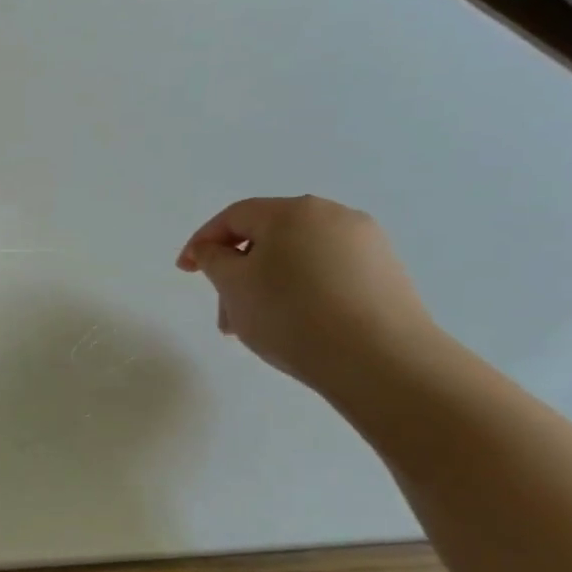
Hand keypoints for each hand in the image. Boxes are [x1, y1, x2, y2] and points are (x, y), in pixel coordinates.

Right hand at [176, 196, 441, 395]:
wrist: (381, 360)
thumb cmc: (291, 313)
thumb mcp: (233, 284)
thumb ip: (213, 259)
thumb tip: (215, 250)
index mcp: (293, 211)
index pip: (234, 216)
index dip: (202, 242)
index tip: (185, 271)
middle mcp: (334, 216)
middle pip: (267, 237)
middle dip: (237, 272)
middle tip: (223, 312)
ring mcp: (367, 245)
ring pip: (296, 258)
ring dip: (266, 285)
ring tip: (256, 326)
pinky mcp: (386, 274)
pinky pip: (326, 273)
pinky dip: (300, 291)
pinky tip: (294, 324)